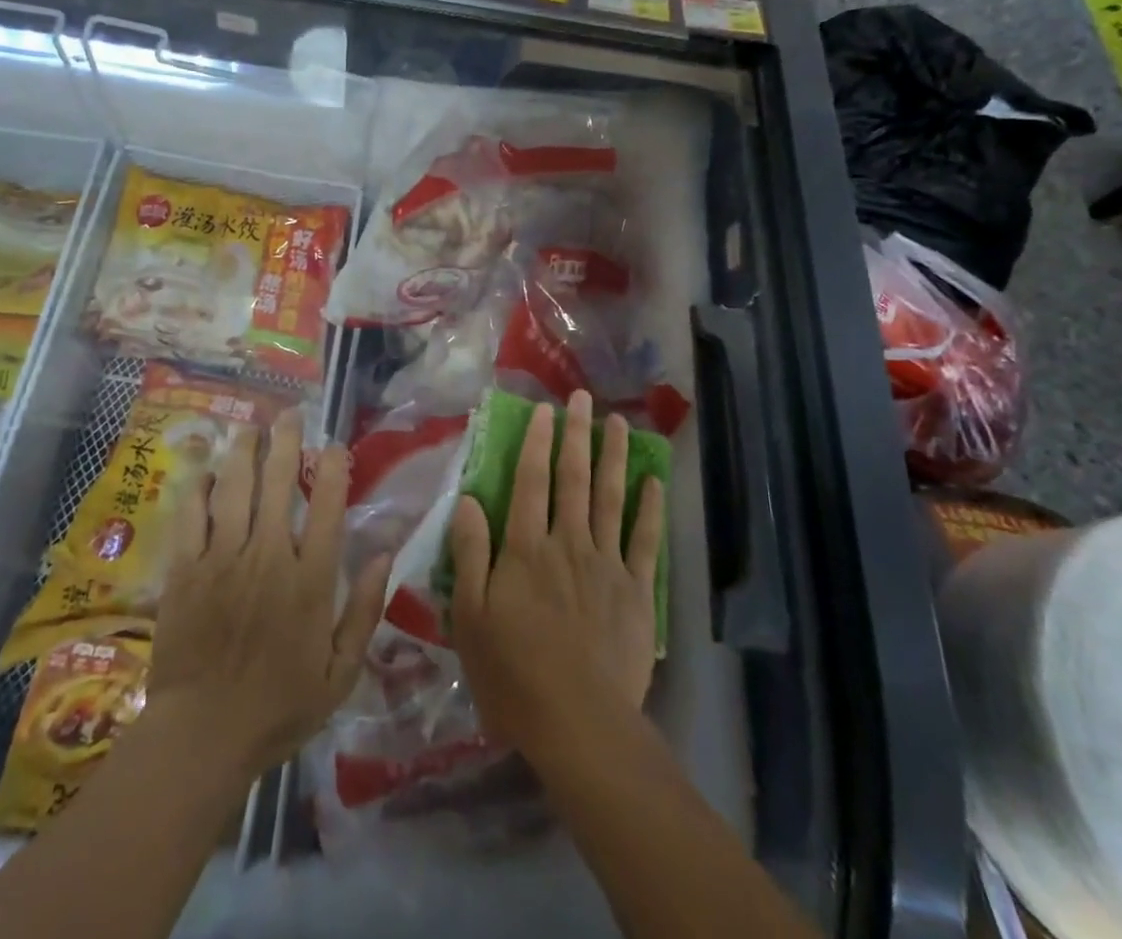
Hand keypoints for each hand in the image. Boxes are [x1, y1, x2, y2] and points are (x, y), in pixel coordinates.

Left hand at [147, 410, 390, 777]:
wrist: (202, 737)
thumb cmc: (279, 707)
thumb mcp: (341, 672)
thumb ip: (365, 610)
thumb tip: (386, 554)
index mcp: (310, 579)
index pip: (327, 506)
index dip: (332, 469)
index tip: (334, 445)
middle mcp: (268, 556)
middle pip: (278, 482)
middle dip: (286, 441)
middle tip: (289, 414)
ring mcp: (223, 559)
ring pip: (235, 488)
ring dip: (244, 452)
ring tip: (250, 427)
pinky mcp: (186, 570)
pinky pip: (192, 516)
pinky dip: (200, 489)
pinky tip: (206, 471)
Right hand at [449, 391, 664, 760]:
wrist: (579, 723)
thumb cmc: (513, 673)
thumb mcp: (470, 617)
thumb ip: (469, 553)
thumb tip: (467, 499)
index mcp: (526, 548)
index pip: (530, 481)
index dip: (536, 442)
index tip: (544, 409)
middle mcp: (568, 542)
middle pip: (573, 478)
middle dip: (577, 434)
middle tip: (583, 398)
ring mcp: (606, 564)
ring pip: (610, 498)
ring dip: (614, 457)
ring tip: (619, 423)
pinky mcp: (636, 591)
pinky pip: (644, 541)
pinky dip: (650, 509)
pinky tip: (654, 482)